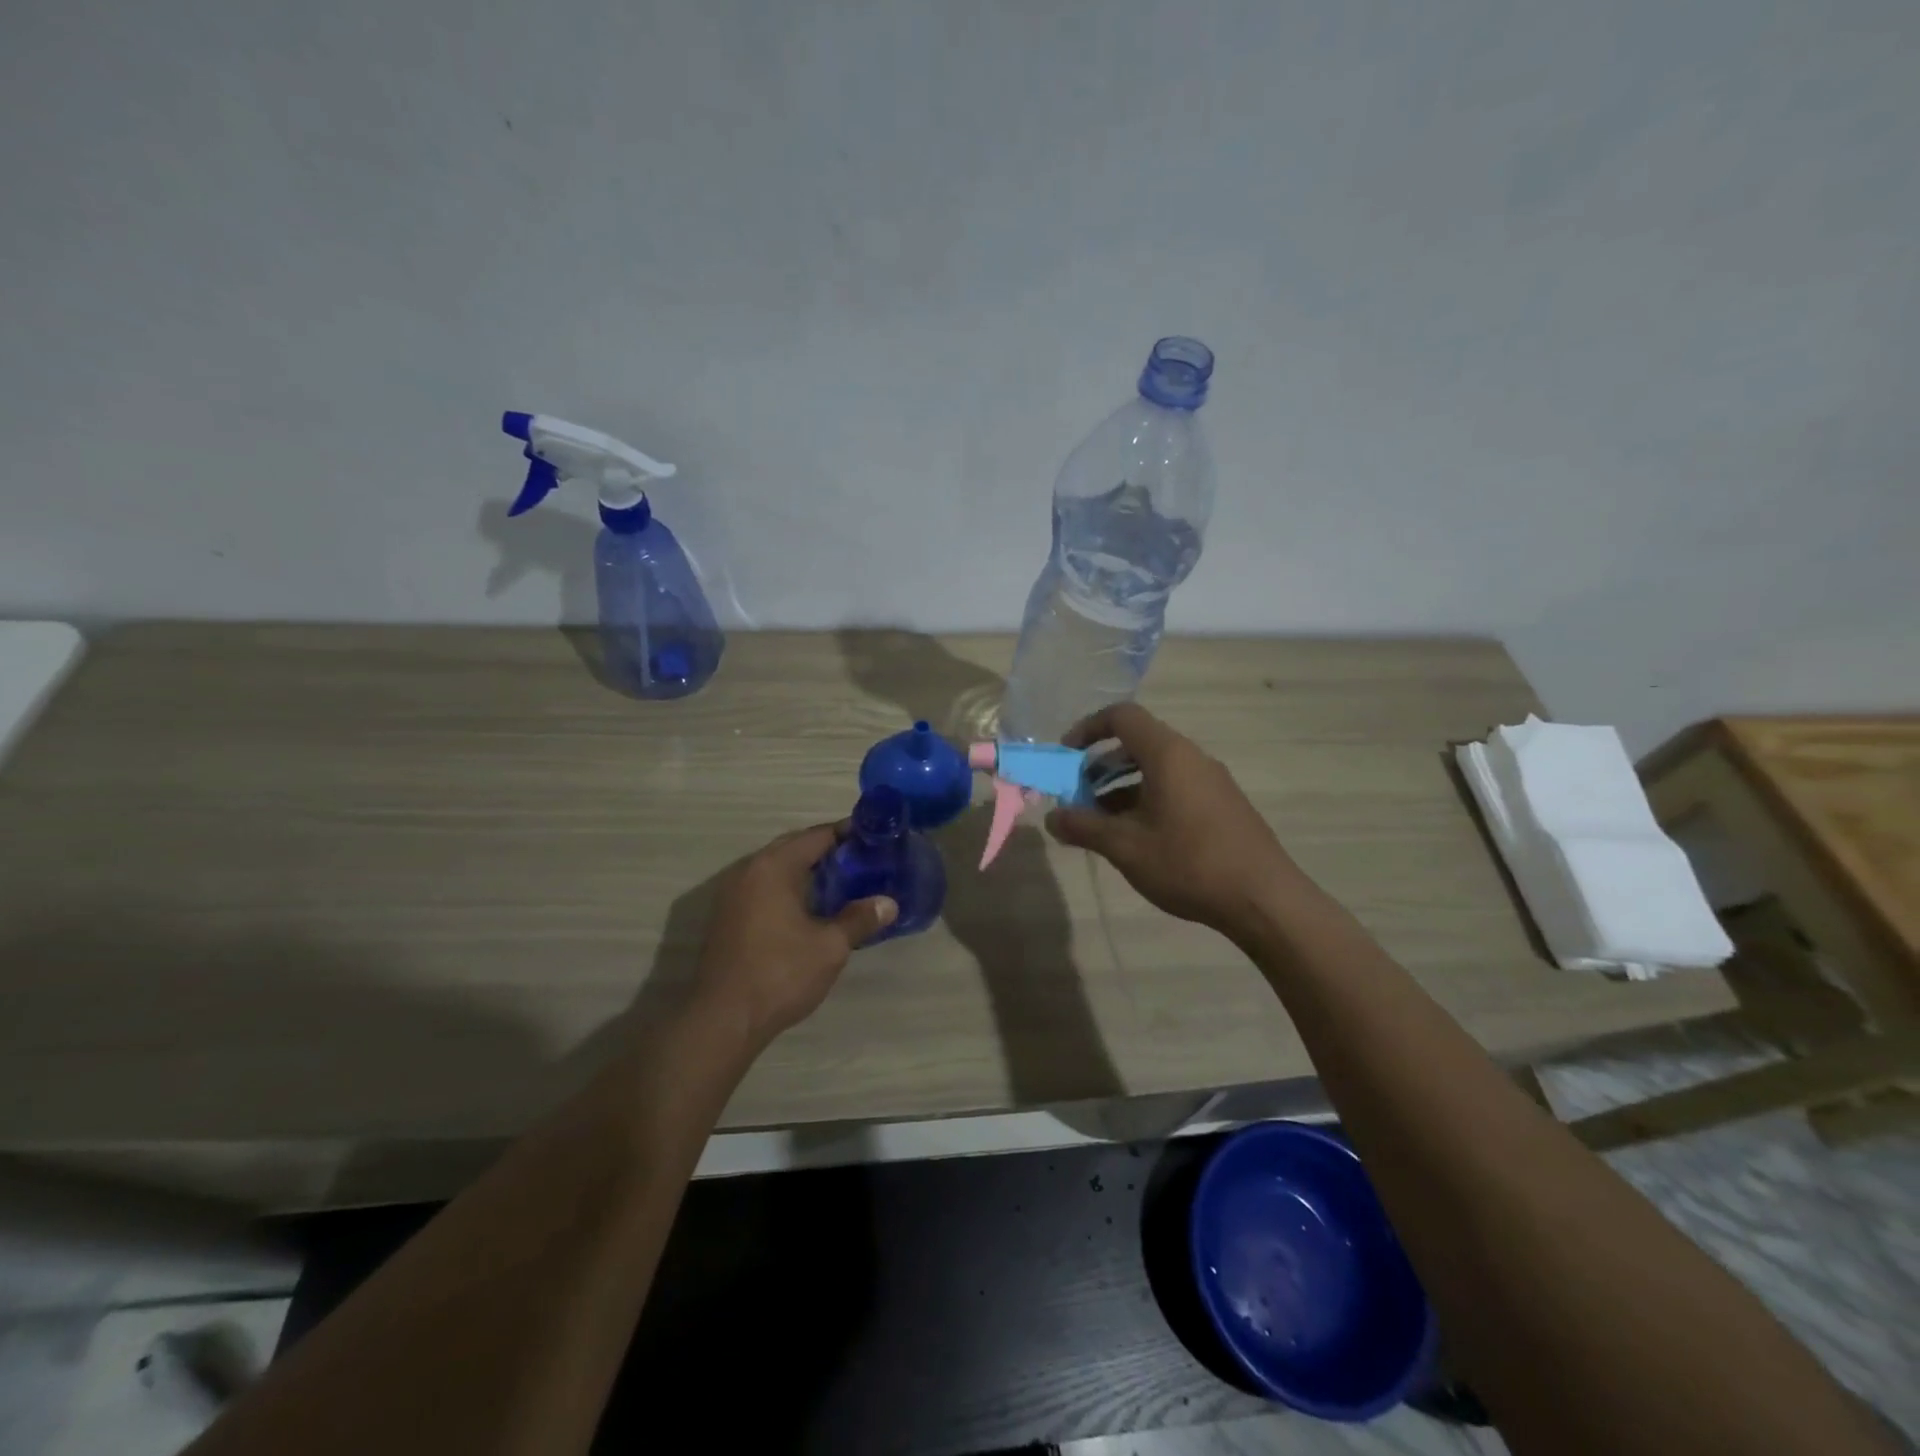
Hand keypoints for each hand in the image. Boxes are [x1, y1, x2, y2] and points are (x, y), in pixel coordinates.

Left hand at [691, 824, 896, 1044]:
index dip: (847, 834)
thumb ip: (859, 919)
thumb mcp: (830, 947)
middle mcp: (749, 870)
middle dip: (827, 850)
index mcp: (774, 867)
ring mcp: (732, 894)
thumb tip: (889, 904)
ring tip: (842, 882)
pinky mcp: (727, 917)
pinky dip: (788, 887)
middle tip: (862, 860)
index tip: (874, 838)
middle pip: (794, 847)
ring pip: (776, 868)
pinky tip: (810, 908)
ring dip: (806, 870)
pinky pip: (764, 887)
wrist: (723, 1019)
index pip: (817, 836)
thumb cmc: (780, 974)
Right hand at [1045, 703, 1302, 937]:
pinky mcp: (1222, 804)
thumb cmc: (1189, 864)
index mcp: (1168, 754)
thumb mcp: (1126, 847)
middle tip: (1078, 795)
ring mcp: (1211, 781)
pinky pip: (1175, 786)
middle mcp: (1191, 757)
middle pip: (1138, 742)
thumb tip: (1051, 818)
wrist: (1264, 899)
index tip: (1066, 757)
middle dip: (1100, 764)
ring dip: (1122, 786)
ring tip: (1101, 821)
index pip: (1122, 716)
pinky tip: (1136, 836)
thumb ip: (1084, 828)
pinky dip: (1146, 798)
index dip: (1088, 729)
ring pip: (1156, 768)